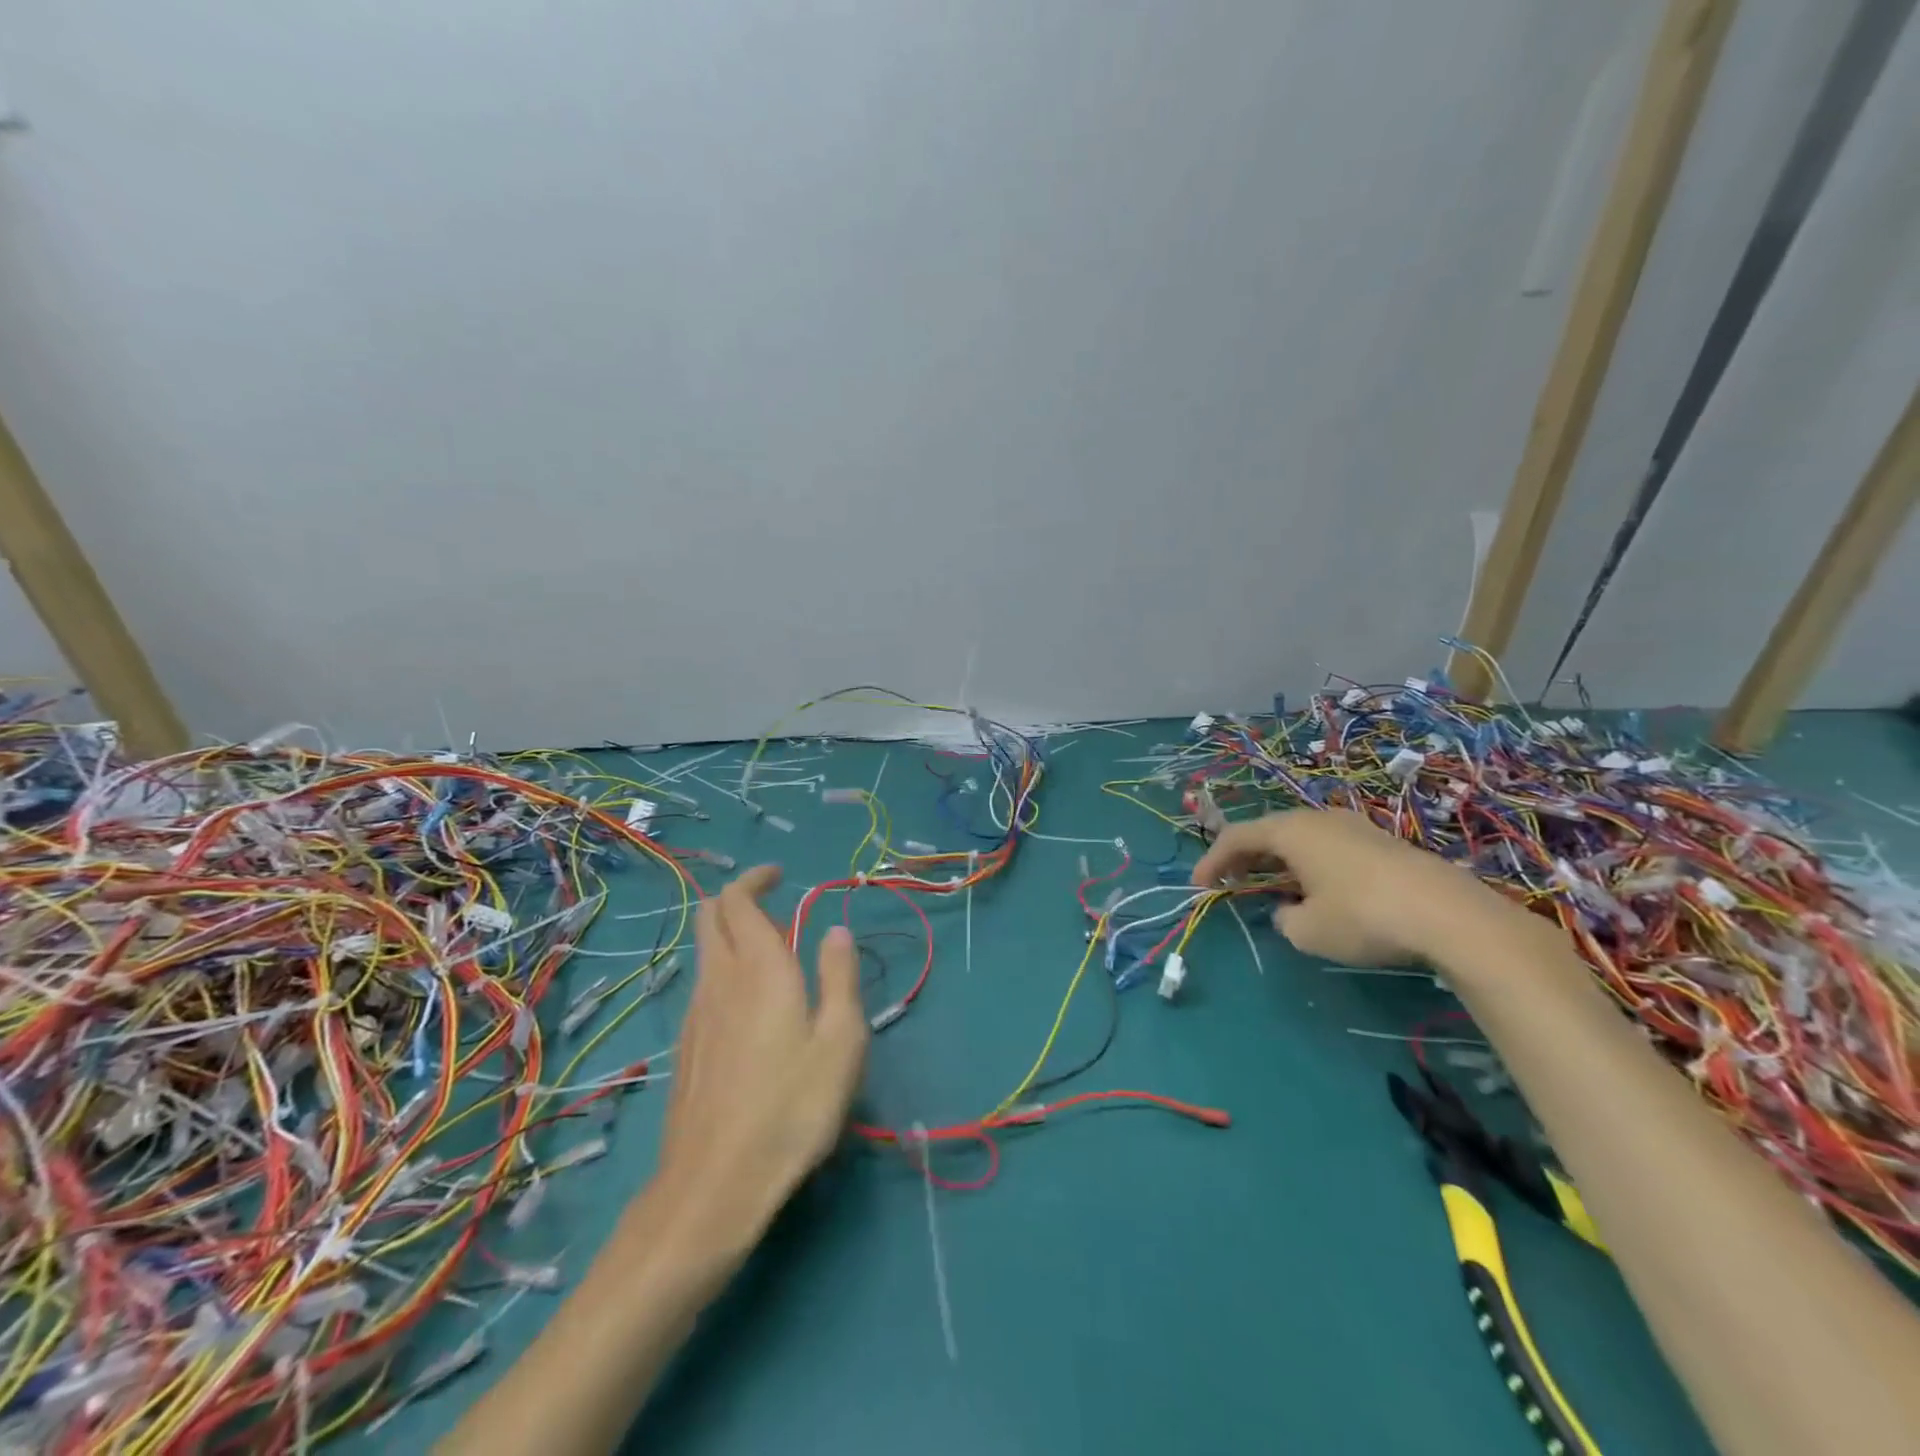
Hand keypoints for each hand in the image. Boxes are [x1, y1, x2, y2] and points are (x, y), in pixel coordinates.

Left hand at [648, 865, 867, 1266]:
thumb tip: (835, 931)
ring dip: (731, 937)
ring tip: (771, 957)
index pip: (738, 901)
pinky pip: (703, 986)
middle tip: (774, 907)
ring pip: (705, 952)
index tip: (780, 876)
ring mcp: (695, 1014)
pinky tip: (749, 1007)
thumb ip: (839, 977)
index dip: (755, 880)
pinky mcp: (687, 1047)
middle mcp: (719, 980)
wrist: (715, 1184)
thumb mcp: (841, 1040)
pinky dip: (724, 972)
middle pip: (710, 917)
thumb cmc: (792, 1106)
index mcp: (759, 968)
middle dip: (737, 899)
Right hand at [1192, 808, 1510, 966]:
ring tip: (1270, 887)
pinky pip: (1327, 847)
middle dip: (1243, 857)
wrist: (1449, 915)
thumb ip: (1283, 919)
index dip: (1211, 860)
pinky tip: (1317, 891)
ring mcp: (1353, 827)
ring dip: (1278, 861)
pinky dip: (1307, 864)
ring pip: (1300, 839)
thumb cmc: (1362, 916)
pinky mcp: (1381, 843)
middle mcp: (1318, 819)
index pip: (1236, 837)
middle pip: (1268, 832)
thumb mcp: (1307, 931)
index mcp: (1291, 831)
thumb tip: (1289, 912)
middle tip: (1228, 882)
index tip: (1197, 886)